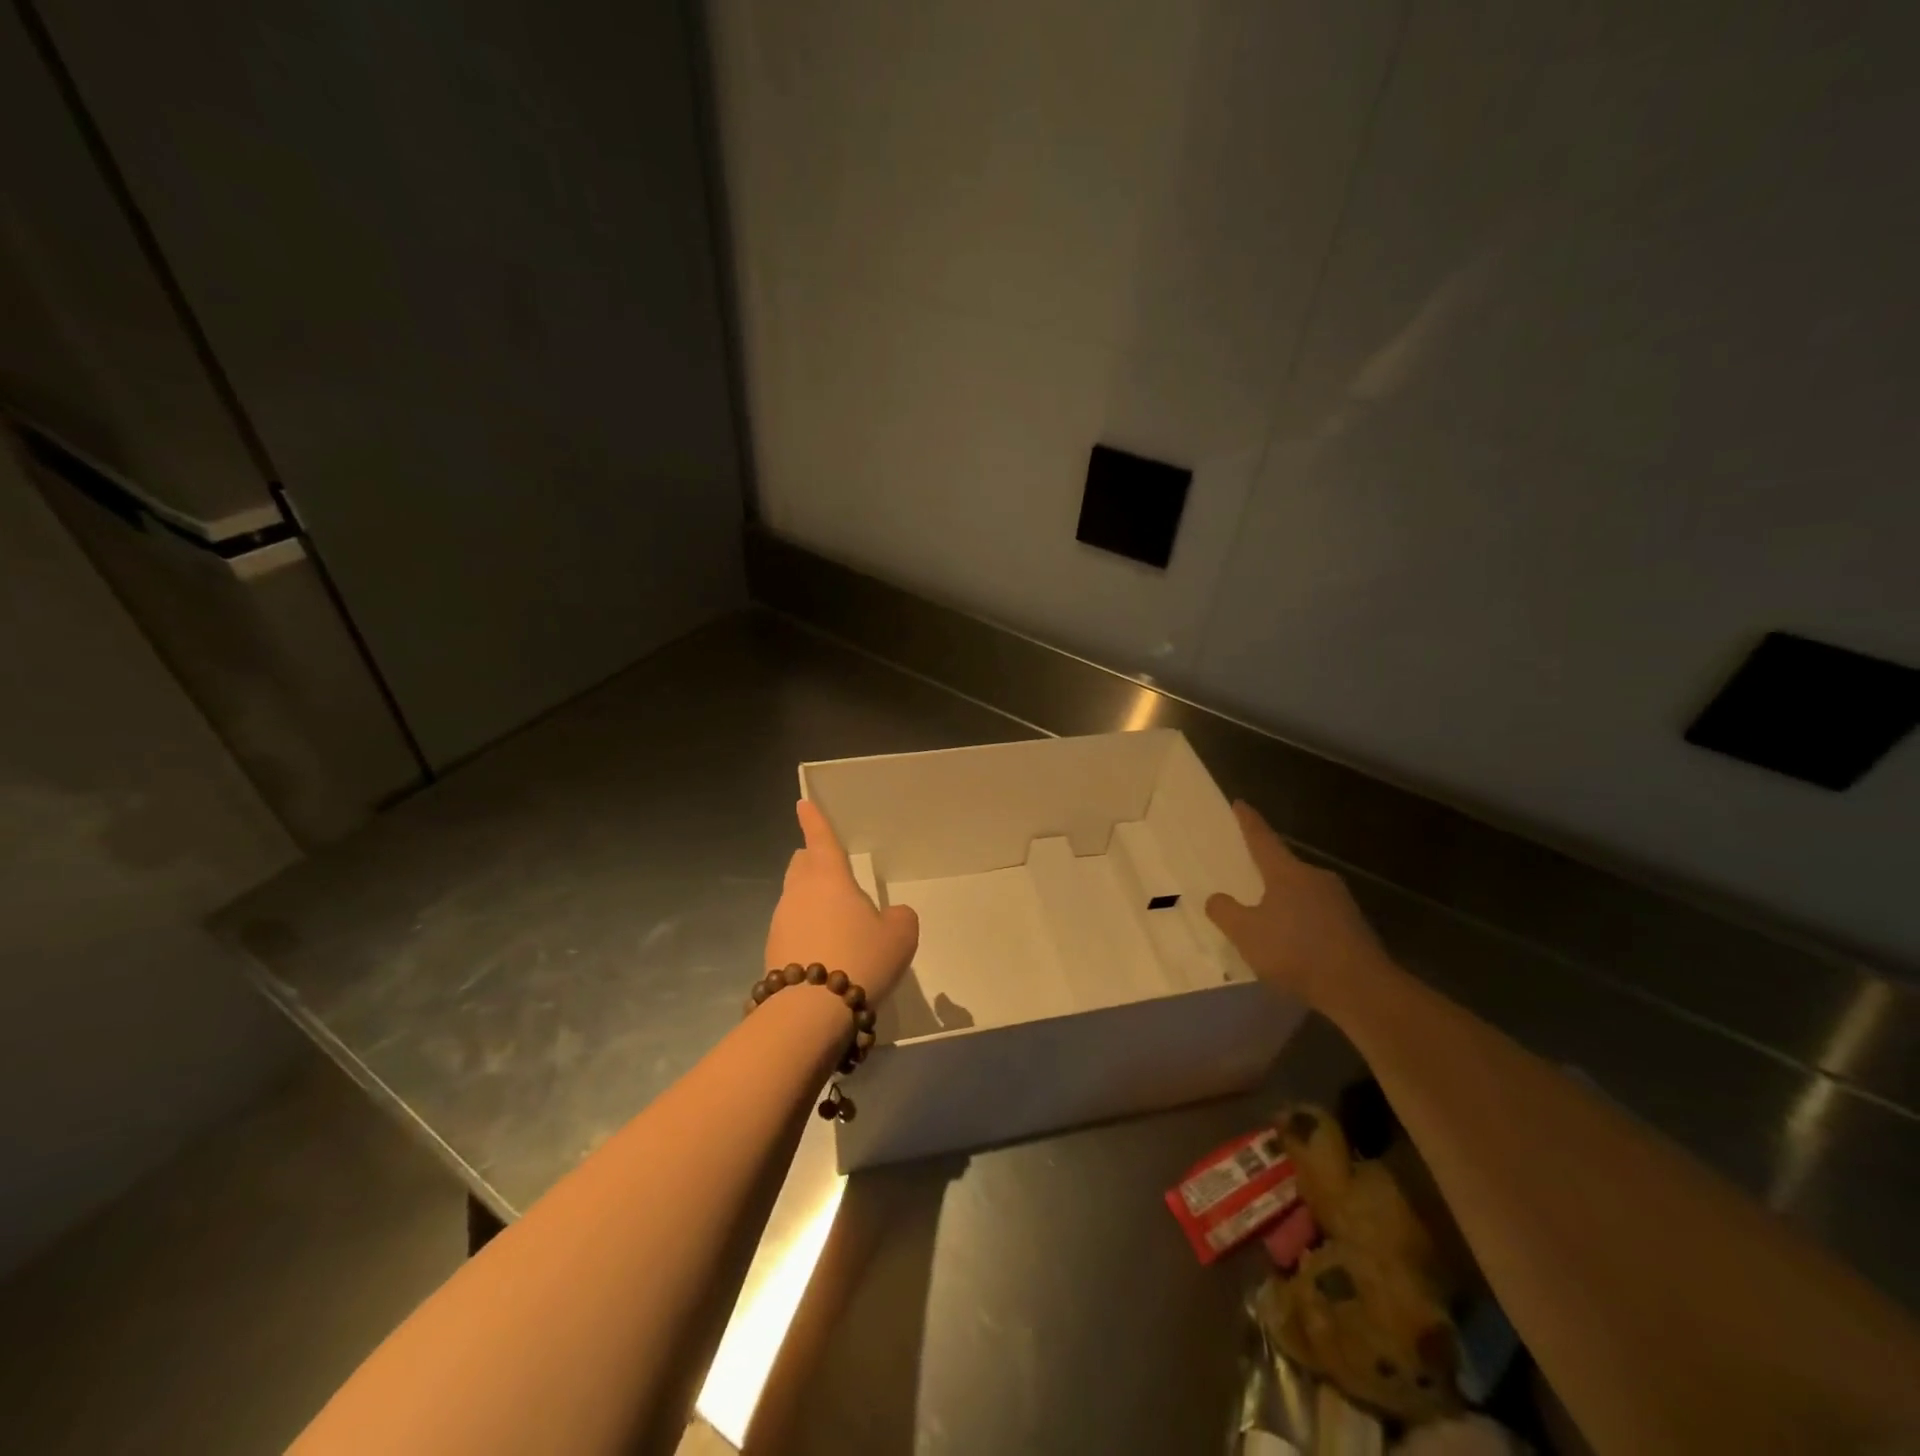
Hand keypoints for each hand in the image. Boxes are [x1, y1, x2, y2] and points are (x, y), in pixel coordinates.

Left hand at [765, 800, 918, 1003]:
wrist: (811, 1012)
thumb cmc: (861, 959)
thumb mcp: (900, 935)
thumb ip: (899, 917)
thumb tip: (890, 916)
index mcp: (829, 879)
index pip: (820, 840)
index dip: (814, 820)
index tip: (802, 804)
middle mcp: (799, 893)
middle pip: (801, 866)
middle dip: (811, 861)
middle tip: (827, 866)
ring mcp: (780, 922)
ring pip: (794, 898)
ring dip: (810, 901)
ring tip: (834, 921)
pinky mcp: (772, 952)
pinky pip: (791, 930)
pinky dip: (806, 932)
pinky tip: (824, 952)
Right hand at [1205, 801, 1389, 1010]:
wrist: (1361, 989)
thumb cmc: (1296, 951)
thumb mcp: (1246, 933)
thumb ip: (1225, 912)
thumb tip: (1216, 898)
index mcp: (1287, 872)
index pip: (1262, 839)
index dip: (1248, 822)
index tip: (1240, 804)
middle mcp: (1316, 878)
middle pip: (1285, 867)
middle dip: (1267, 871)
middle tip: (1248, 876)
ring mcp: (1340, 902)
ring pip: (1303, 893)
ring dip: (1285, 902)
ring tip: (1268, 920)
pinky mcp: (1354, 927)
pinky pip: (1318, 916)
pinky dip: (1303, 924)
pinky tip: (1294, 946)